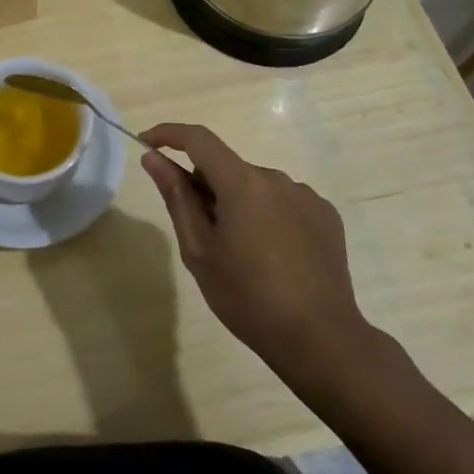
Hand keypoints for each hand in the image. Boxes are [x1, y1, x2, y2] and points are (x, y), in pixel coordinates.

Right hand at [140, 123, 370, 378]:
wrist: (320, 339)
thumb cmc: (248, 297)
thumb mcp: (199, 250)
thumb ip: (177, 197)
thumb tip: (154, 158)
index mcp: (242, 183)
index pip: (199, 139)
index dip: (168, 134)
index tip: (147, 145)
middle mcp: (276, 178)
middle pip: (228, 168)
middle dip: (207, 188)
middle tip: (201, 235)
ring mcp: (306, 195)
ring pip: (256, 187)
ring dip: (239, 204)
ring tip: (242, 255)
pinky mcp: (326, 215)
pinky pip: (284, 203)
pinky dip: (268, 217)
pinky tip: (274, 257)